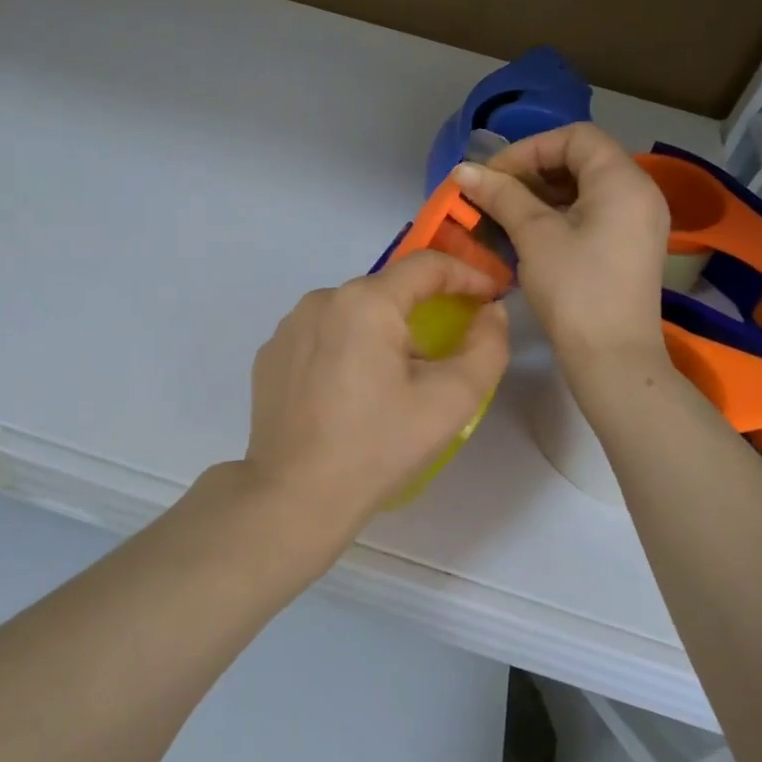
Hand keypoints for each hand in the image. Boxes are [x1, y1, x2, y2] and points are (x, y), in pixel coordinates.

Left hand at [237, 251, 508, 551]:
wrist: (294, 496)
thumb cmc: (378, 446)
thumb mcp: (451, 401)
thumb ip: (487, 347)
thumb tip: (491, 312)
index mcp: (365, 301)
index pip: (426, 265)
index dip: (467, 275)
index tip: (491, 296)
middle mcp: (320, 299)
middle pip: (386, 291)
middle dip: (422, 311)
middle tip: (444, 353)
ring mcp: (288, 326)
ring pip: (351, 313)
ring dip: (380, 332)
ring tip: (393, 381)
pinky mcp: (270, 354)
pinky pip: (321, 336)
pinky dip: (344, 349)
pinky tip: (349, 392)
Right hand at [451, 123, 670, 367]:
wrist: (613, 358)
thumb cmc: (575, 290)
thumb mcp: (535, 236)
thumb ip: (502, 195)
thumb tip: (464, 170)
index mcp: (623, 181)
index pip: (575, 136)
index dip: (529, 148)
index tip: (494, 176)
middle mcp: (639, 192)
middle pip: (582, 158)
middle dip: (532, 170)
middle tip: (494, 194)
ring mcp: (638, 221)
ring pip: (585, 187)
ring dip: (542, 193)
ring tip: (505, 213)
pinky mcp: (629, 246)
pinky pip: (593, 212)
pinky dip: (559, 213)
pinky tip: (528, 234)